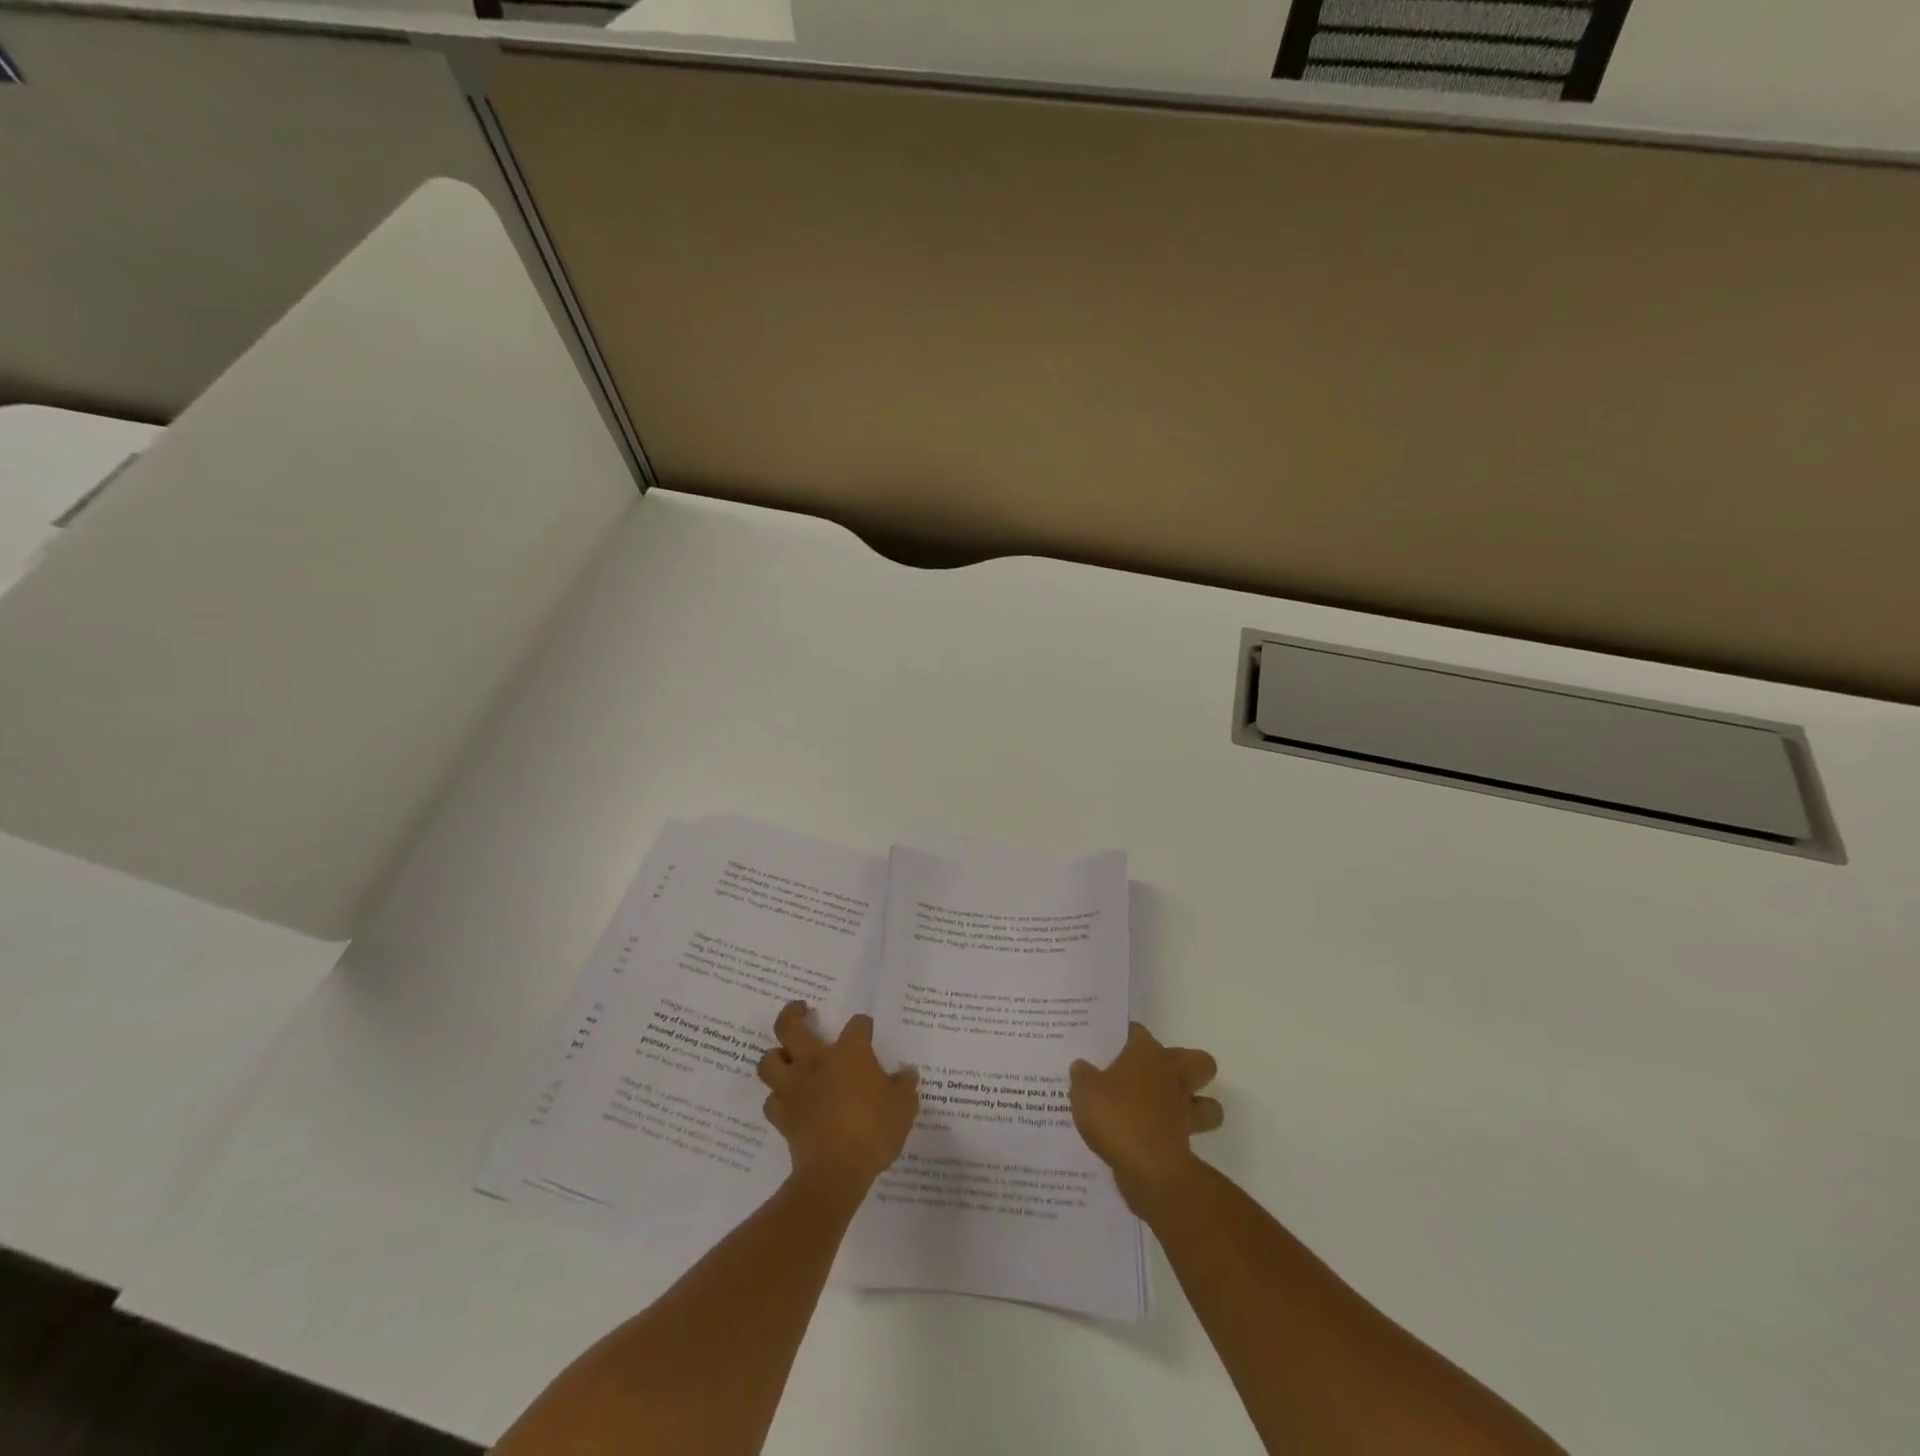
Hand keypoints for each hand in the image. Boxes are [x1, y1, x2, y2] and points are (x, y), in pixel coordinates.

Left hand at [757, 1002, 918, 1199]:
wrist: (836, 1172)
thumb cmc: (874, 1130)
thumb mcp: (904, 1106)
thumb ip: (905, 1086)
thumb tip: (907, 1073)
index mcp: (850, 1052)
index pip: (857, 1024)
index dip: (864, 1026)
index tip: (868, 1031)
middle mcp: (816, 1062)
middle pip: (790, 1026)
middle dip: (792, 1014)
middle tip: (801, 1010)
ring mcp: (794, 1088)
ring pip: (769, 1061)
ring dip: (776, 1056)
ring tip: (786, 1056)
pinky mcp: (782, 1116)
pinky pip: (771, 1100)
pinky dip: (778, 1098)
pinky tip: (788, 1100)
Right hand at [1070, 1022, 1223, 1212]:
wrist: (1149, 1168)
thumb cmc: (1117, 1116)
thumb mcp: (1084, 1091)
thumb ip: (1082, 1076)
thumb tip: (1082, 1066)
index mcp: (1147, 1053)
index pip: (1138, 1032)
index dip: (1125, 1035)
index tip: (1110, 1045)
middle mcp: (1172, 1075)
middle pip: (1198, 1060)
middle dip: (1185, 1065)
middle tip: (1155, 1074)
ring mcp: (1185, 1110)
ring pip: (1208, 1104)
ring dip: (1196, 1106)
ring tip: (1165, 1109)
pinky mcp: (1187, 1143)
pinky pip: (1188, 1135)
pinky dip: (1176, 1136)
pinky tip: (1150, 1139)